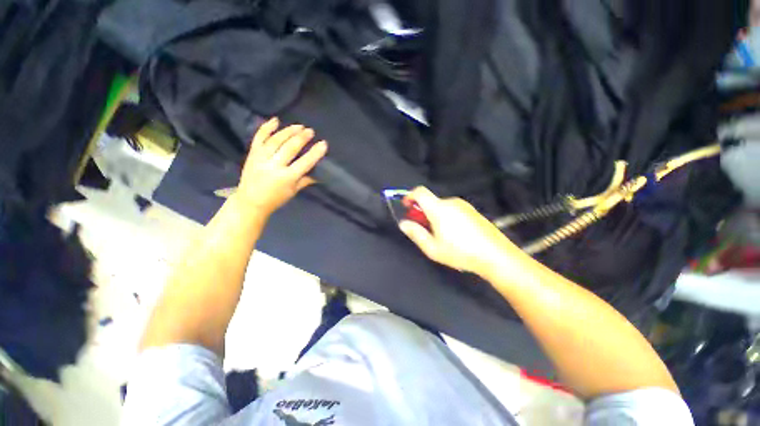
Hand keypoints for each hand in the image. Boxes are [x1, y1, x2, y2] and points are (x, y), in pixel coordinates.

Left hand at [236, 118, 327, 216]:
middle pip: (290, 148)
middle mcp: (274, 166)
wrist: (250, 202)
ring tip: (298, 126)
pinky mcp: (252, 154)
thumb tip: (319, 174)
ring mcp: (261, 159)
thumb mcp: (293, 191)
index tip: (323, 143)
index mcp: (286, 178)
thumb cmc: (275, 199)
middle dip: (302, 138)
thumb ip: (305, 180)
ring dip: (288, 131)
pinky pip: (259, 138)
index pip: (304, 163)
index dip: (315, 153)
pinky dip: (266, 128)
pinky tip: (275, 120)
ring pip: (276, 141)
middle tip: (310, 131)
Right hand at [399, 187, 518, 274]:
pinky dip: (447, 217)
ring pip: (442, 207)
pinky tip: (455, 235)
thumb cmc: (460, 252)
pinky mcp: (473, 211)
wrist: (496, 255)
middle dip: (423, 212)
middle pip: (431, 201)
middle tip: (424, 229)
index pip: (420, 192)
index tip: (406, 206)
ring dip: (435, 216)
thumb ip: (416, 234)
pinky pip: (454, 210)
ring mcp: (464, 205)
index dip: (410, 196)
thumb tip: (403, 223)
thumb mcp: (433, 248)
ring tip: (441, 236)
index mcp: (439, 209)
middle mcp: (451, 202)